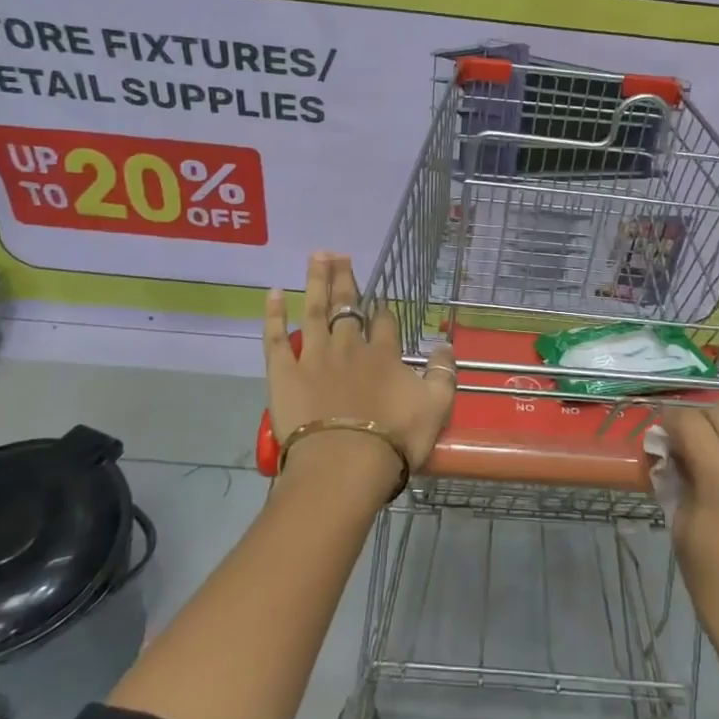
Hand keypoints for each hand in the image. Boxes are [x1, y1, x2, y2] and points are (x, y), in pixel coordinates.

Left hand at [263, 252, 455, 484]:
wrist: (345, 464)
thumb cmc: (394, 439)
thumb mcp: (436, 406)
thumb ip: (444, 373)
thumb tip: (446, 344)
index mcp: (383, 354)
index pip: (385, 321)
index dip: (384, 309)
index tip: (381, 299)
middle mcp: (349, 346)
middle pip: (347, 305)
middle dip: (345, 279)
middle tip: (339, 254)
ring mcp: (314, 357)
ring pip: (315, 310)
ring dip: (316, 281)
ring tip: (317, 256)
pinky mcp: (285, 373)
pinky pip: (276, 338)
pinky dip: (274, 315)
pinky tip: (272, 293)